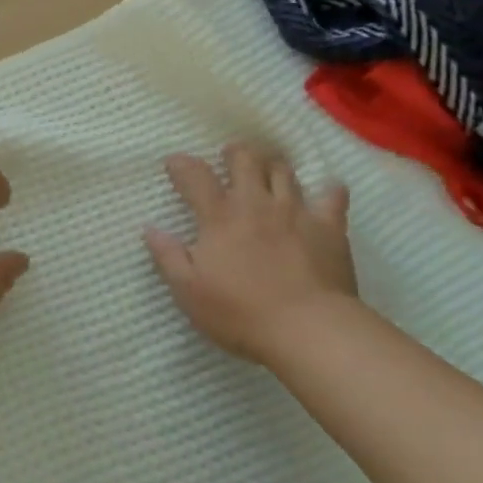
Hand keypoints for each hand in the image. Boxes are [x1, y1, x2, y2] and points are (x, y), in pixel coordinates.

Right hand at [144, 142, 355, 365]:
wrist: (310, 330)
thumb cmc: (241, 312)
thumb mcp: (189, 291)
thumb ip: (168, 256)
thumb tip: (150, 228)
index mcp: (220, 216)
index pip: (195, 176)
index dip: (182, 165)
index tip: (174, 164)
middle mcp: (256, 203)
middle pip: (245, 159)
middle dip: (235, 152)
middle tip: (229, 157)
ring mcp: (295, 211)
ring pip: (283, 171)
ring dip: (273, 166)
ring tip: (268, 171)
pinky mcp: (329, 227)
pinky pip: (332, 196)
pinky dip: (328, 190)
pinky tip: (327, 190)